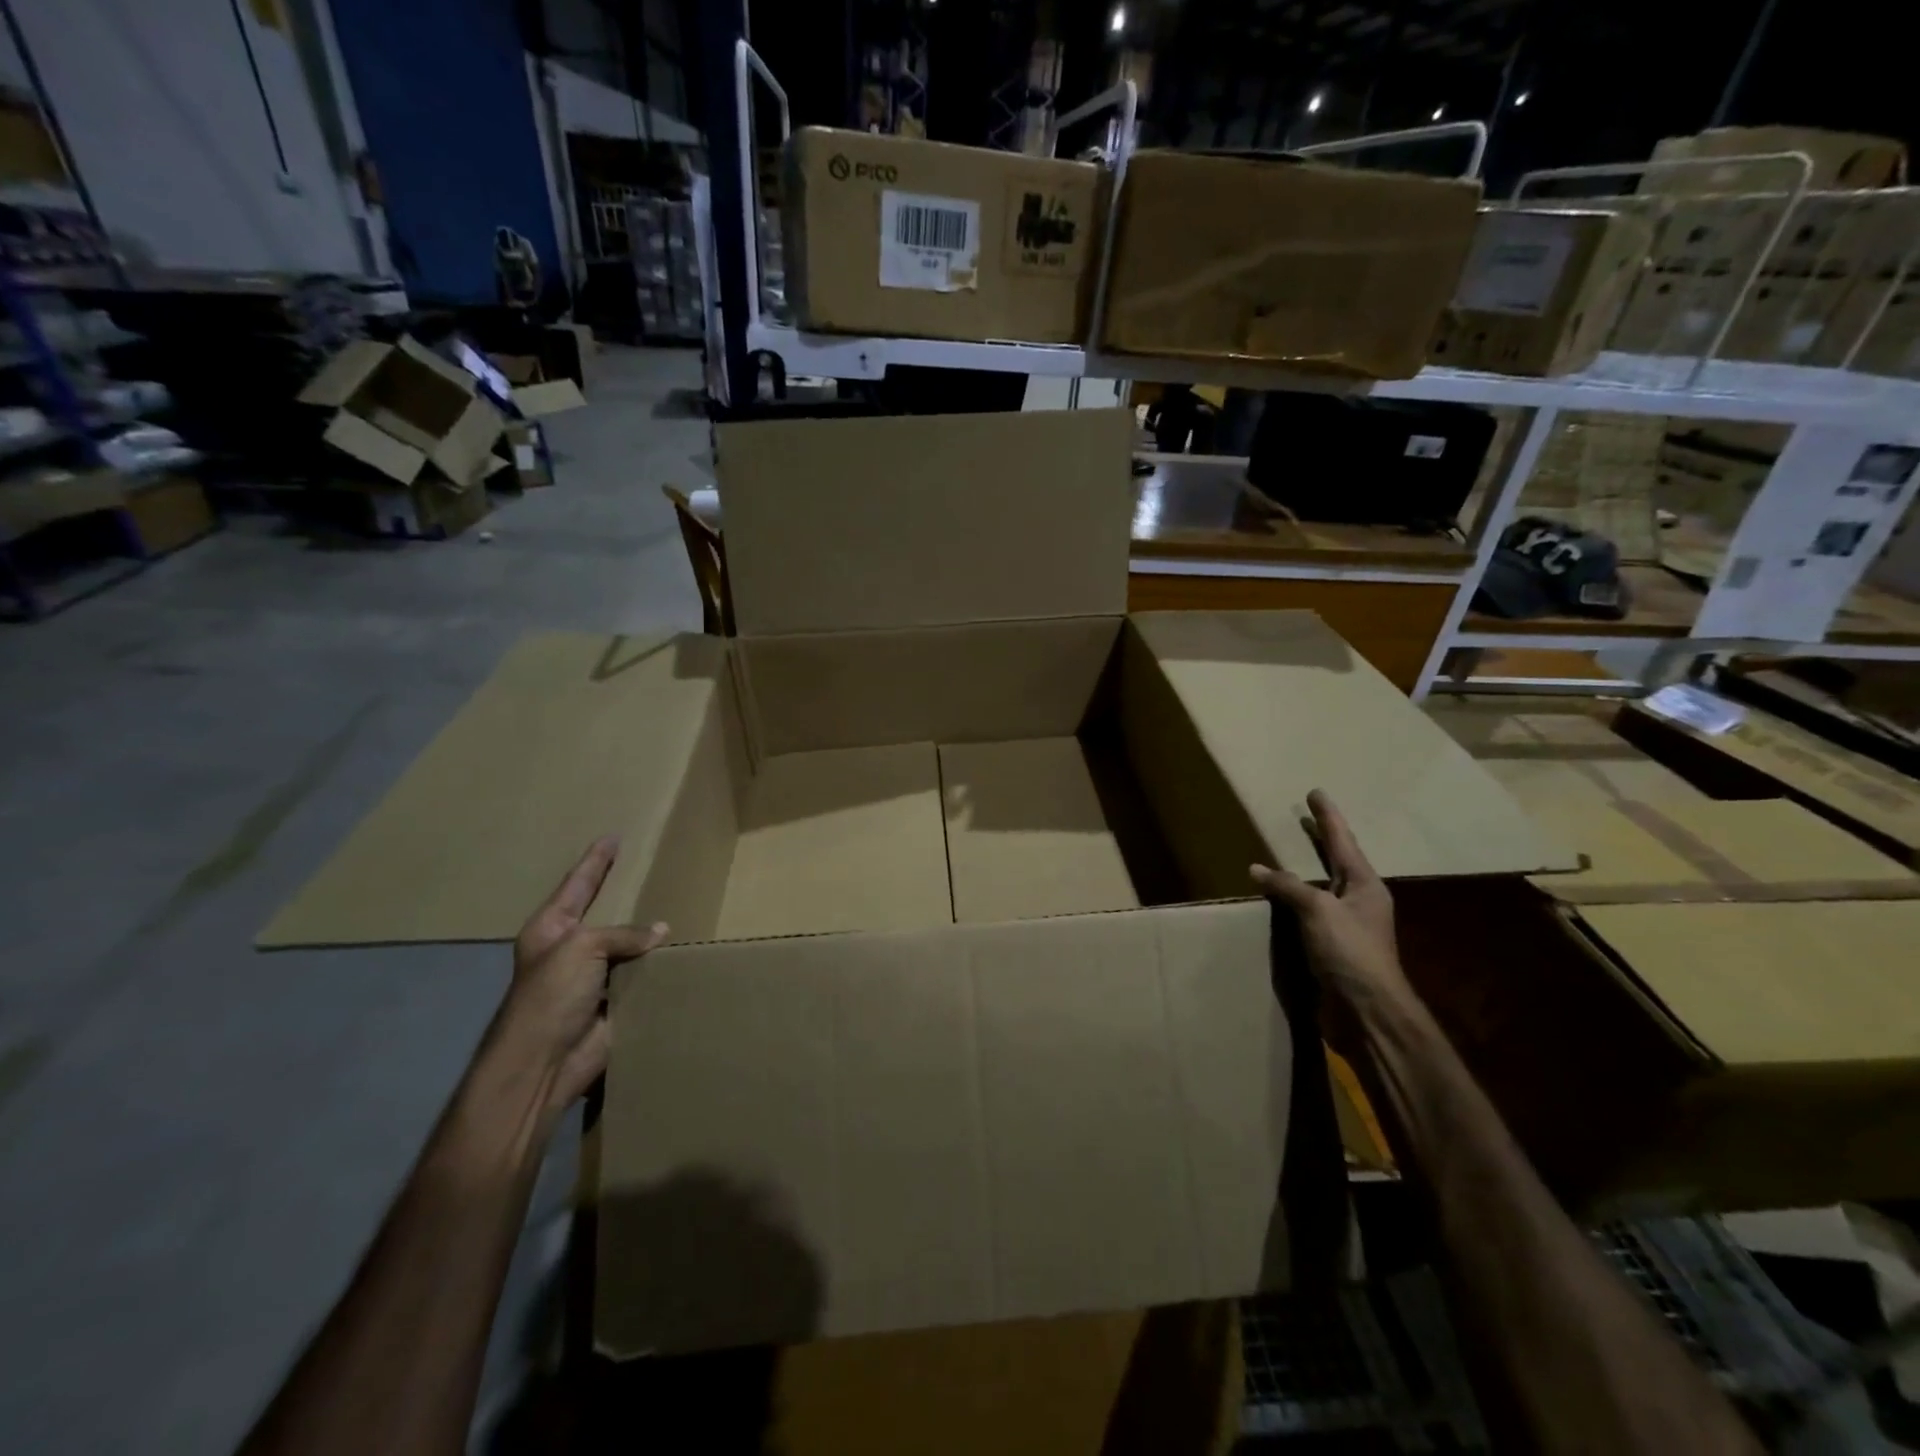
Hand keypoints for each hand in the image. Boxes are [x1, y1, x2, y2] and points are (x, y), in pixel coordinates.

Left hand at [488, 837, 666, 1123]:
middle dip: (626, 892)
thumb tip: (661, 933)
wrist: (545, 1062)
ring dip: (648, 933)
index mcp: (551, 928)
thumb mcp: (582, 948)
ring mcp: (592, 975)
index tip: (612, 837)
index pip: (578, 884)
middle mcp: (571, 947)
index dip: (595, 861)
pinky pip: (641, 973)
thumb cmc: (550, 996)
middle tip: (652, 865)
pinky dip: (658, 964)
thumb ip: (623, 934)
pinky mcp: (614, 999)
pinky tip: (683, 949)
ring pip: (627, 944)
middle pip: (604, 911)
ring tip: (679, 904)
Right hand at [1251, 790, 1409, 1012]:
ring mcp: (1348, 925)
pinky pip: (1312, 913)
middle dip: (1322, 840)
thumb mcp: (1318, 910)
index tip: (1315, 793)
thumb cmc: (1350, 952)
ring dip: (1307, 871)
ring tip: (1289, 855)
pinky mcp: (1334, 947)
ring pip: (1324, 888)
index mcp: (1365, 885)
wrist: (1367, 1011)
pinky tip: (1281, 900)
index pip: (1342, 841)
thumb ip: (1287, 886)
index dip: (1327, 817)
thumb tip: (1257, 868)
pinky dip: (1296, 900)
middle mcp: (1360, 900)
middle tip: (1307, 818)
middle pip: (1338, 861)